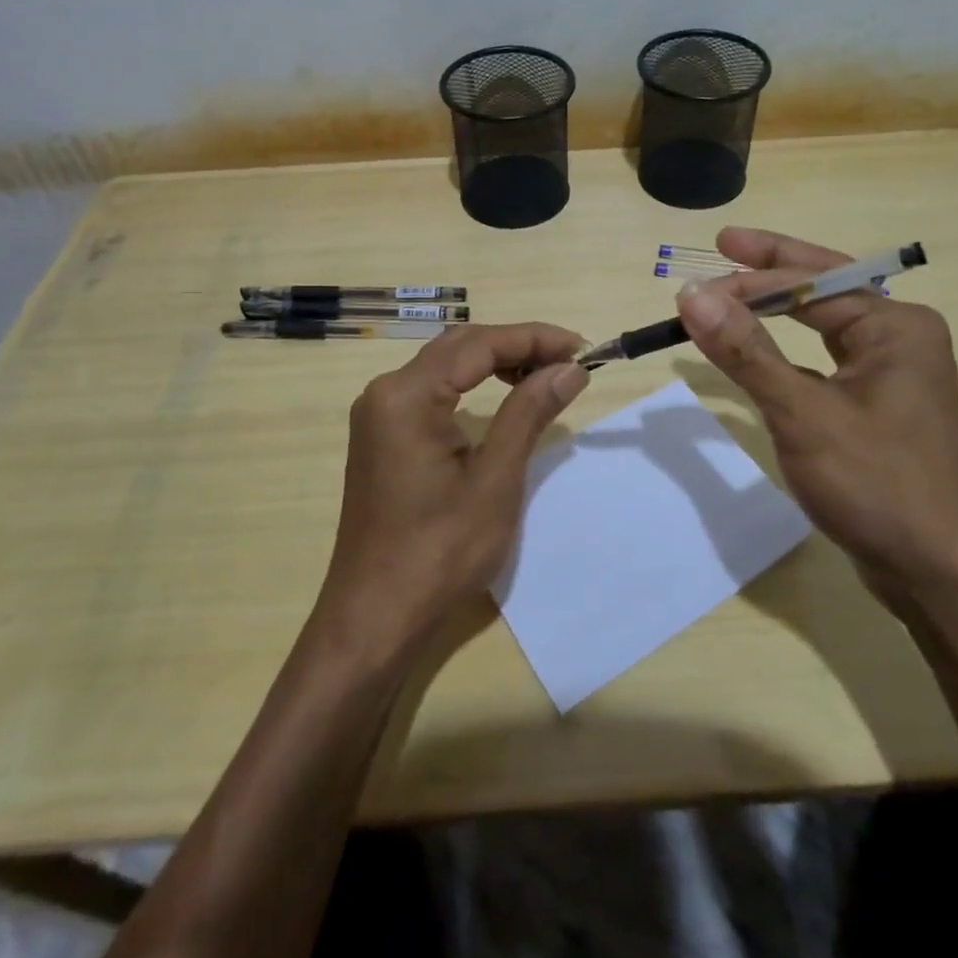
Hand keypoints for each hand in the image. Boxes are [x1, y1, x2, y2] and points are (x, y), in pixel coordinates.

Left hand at [317, 323, 588, 654]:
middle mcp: (385, 392)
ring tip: (545, 375)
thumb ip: (529, 412)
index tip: (582, 348)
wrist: (375, 618)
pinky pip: (433, 391)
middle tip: (569, 361)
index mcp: (406, 395)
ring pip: (446, 366)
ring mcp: (379, 414)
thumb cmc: (439, 553)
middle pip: (460, 347)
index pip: (479, 344)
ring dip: (496, 363)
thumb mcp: (495, 480)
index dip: (534, 339)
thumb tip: (570, 368)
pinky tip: (503, 397)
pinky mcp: (383, 436)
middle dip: (517, 346)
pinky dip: (472, 385)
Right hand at [676, 227, 957, 611]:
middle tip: (722, 246)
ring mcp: (894, 371)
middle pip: (825, 288)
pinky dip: (789, 347)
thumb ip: (746, 351)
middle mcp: (901, 337)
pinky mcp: (880, 404)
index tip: (694, 287)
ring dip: (779, 306)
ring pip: (826, 322)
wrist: (939, 573)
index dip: (750, 279)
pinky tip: (764, 346)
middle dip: (772, 270)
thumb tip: (693, 295)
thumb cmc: (876, 485)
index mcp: (896, 326)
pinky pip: (827, 357)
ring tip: (737, 284)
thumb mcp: (802, 414)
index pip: (811, 284)